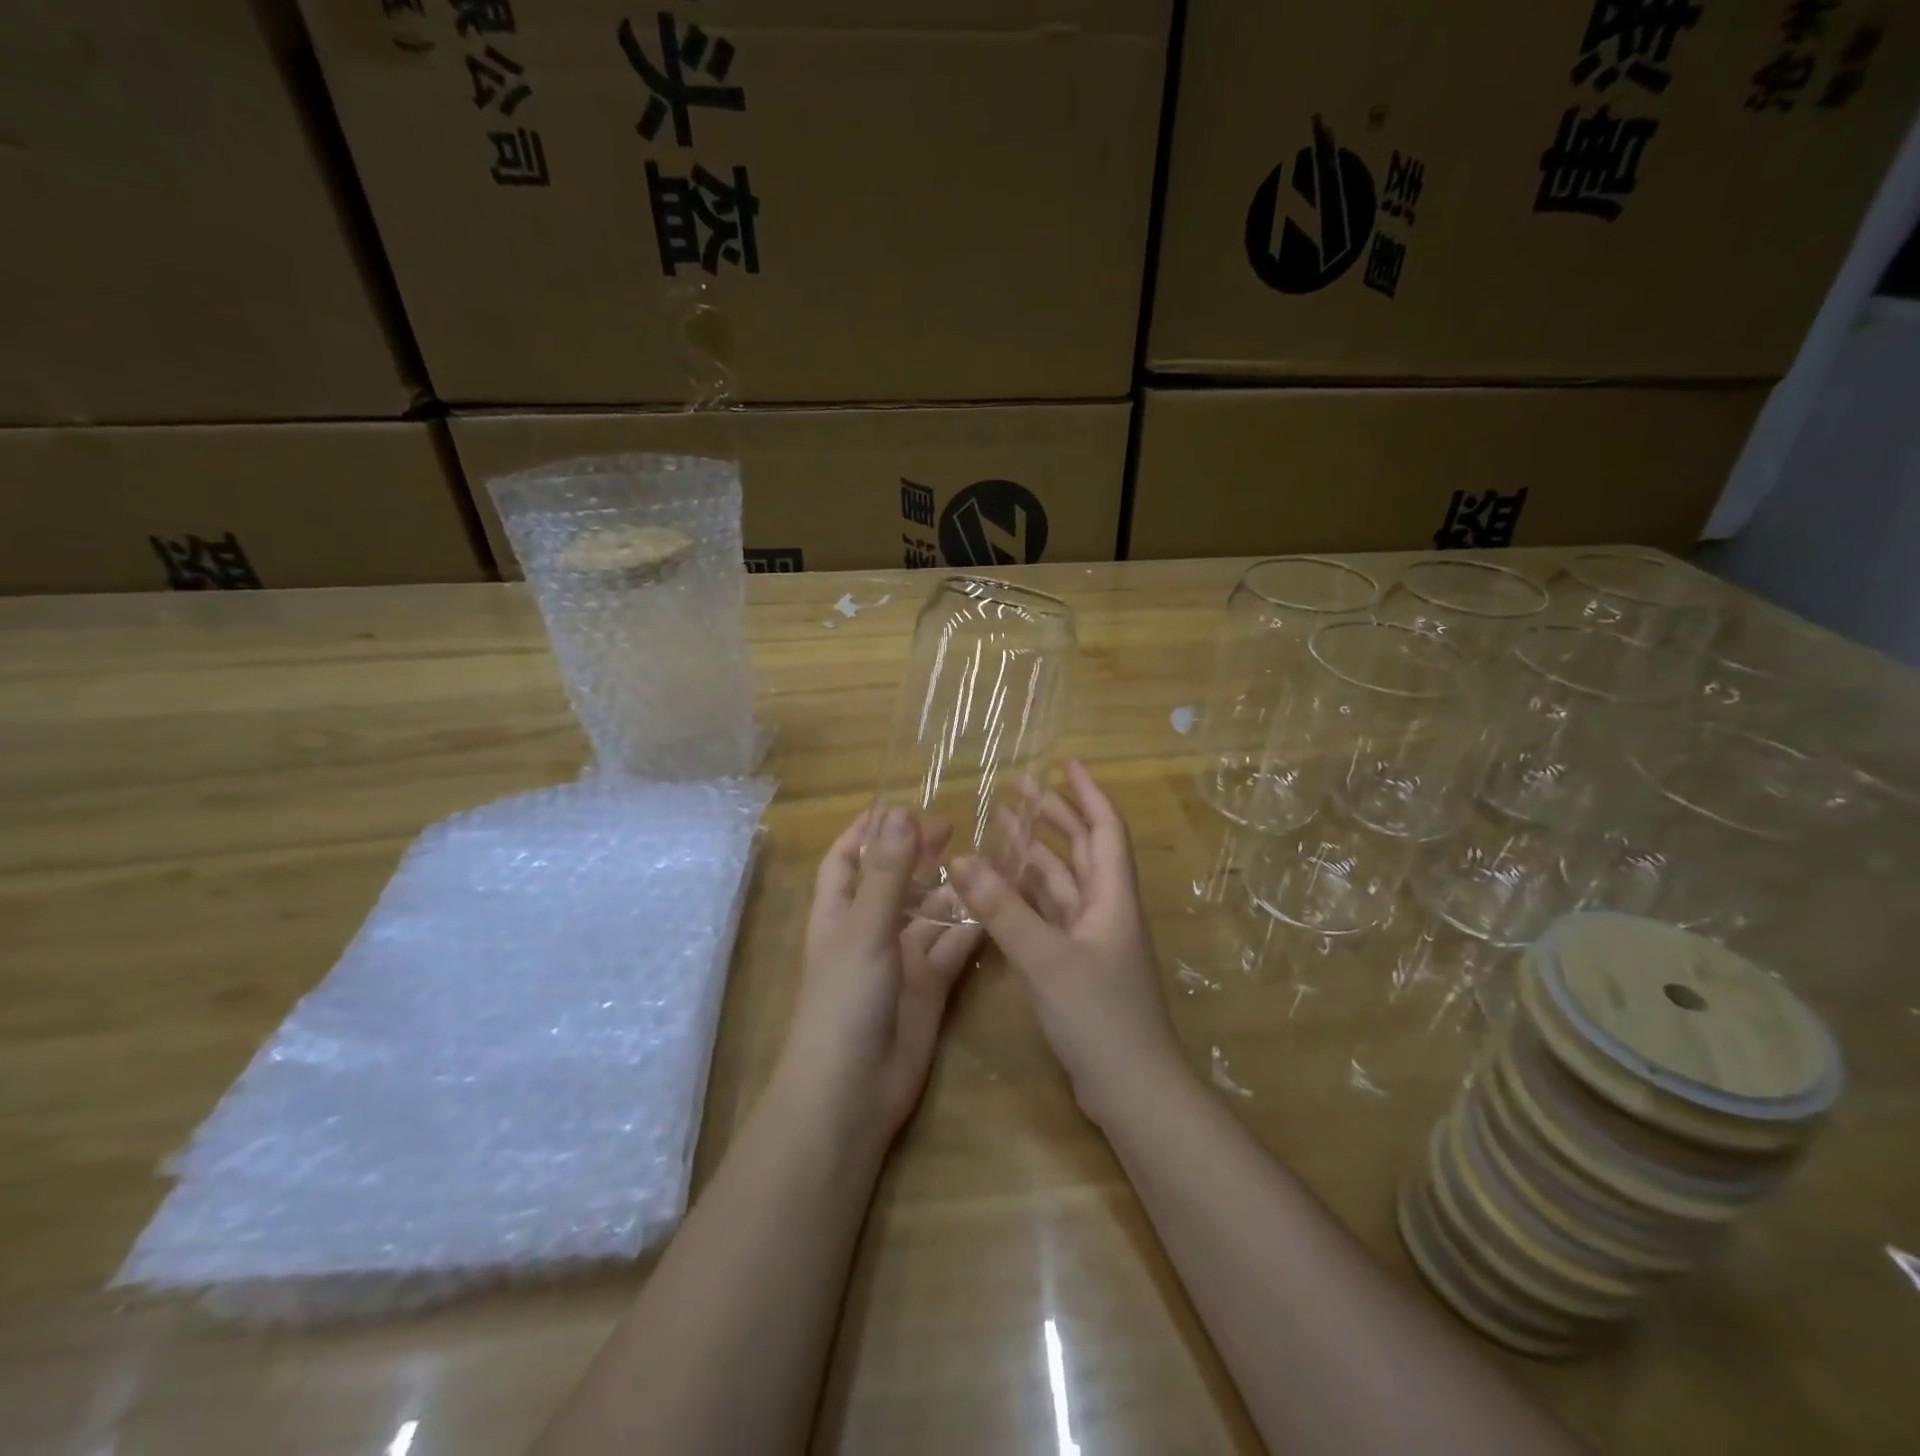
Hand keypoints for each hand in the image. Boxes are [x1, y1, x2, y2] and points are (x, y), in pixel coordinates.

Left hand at [779, 807, 984, 1149]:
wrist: (852, 1093)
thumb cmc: (844, 1002)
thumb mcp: (865, 930)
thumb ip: (887, 874)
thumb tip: (899, 813)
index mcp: (838, 913)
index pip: (845, 860)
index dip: (865, 832)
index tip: (898, 806)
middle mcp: (868, 932)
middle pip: (893, 882)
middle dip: (916, 855)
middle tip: (952, 827)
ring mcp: (900, 961)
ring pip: (929, 914)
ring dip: (950, 889)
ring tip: (983, 858)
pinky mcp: (929, 987)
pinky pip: (953, 949)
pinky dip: (971, 929)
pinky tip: (996, 906)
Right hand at [950, 761, 1185, 1126]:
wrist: (1133, 1090)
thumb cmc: (1100, 1016)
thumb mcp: (1046, 959)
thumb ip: (1003, 910)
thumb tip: (961, 859)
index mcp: (1111, 897)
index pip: (1104, 828)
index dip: (1086, 792)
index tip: (1063, 762)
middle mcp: (1105, 910)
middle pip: (1081, 849)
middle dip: (1054, 815)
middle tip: (1019, 788)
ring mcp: (1091, 940)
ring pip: (1062, 883)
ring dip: (1036, 854)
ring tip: (1003, 826)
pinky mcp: (1076, 966)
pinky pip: (1050, 916)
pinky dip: (1028, 896)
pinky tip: (1002, 887)